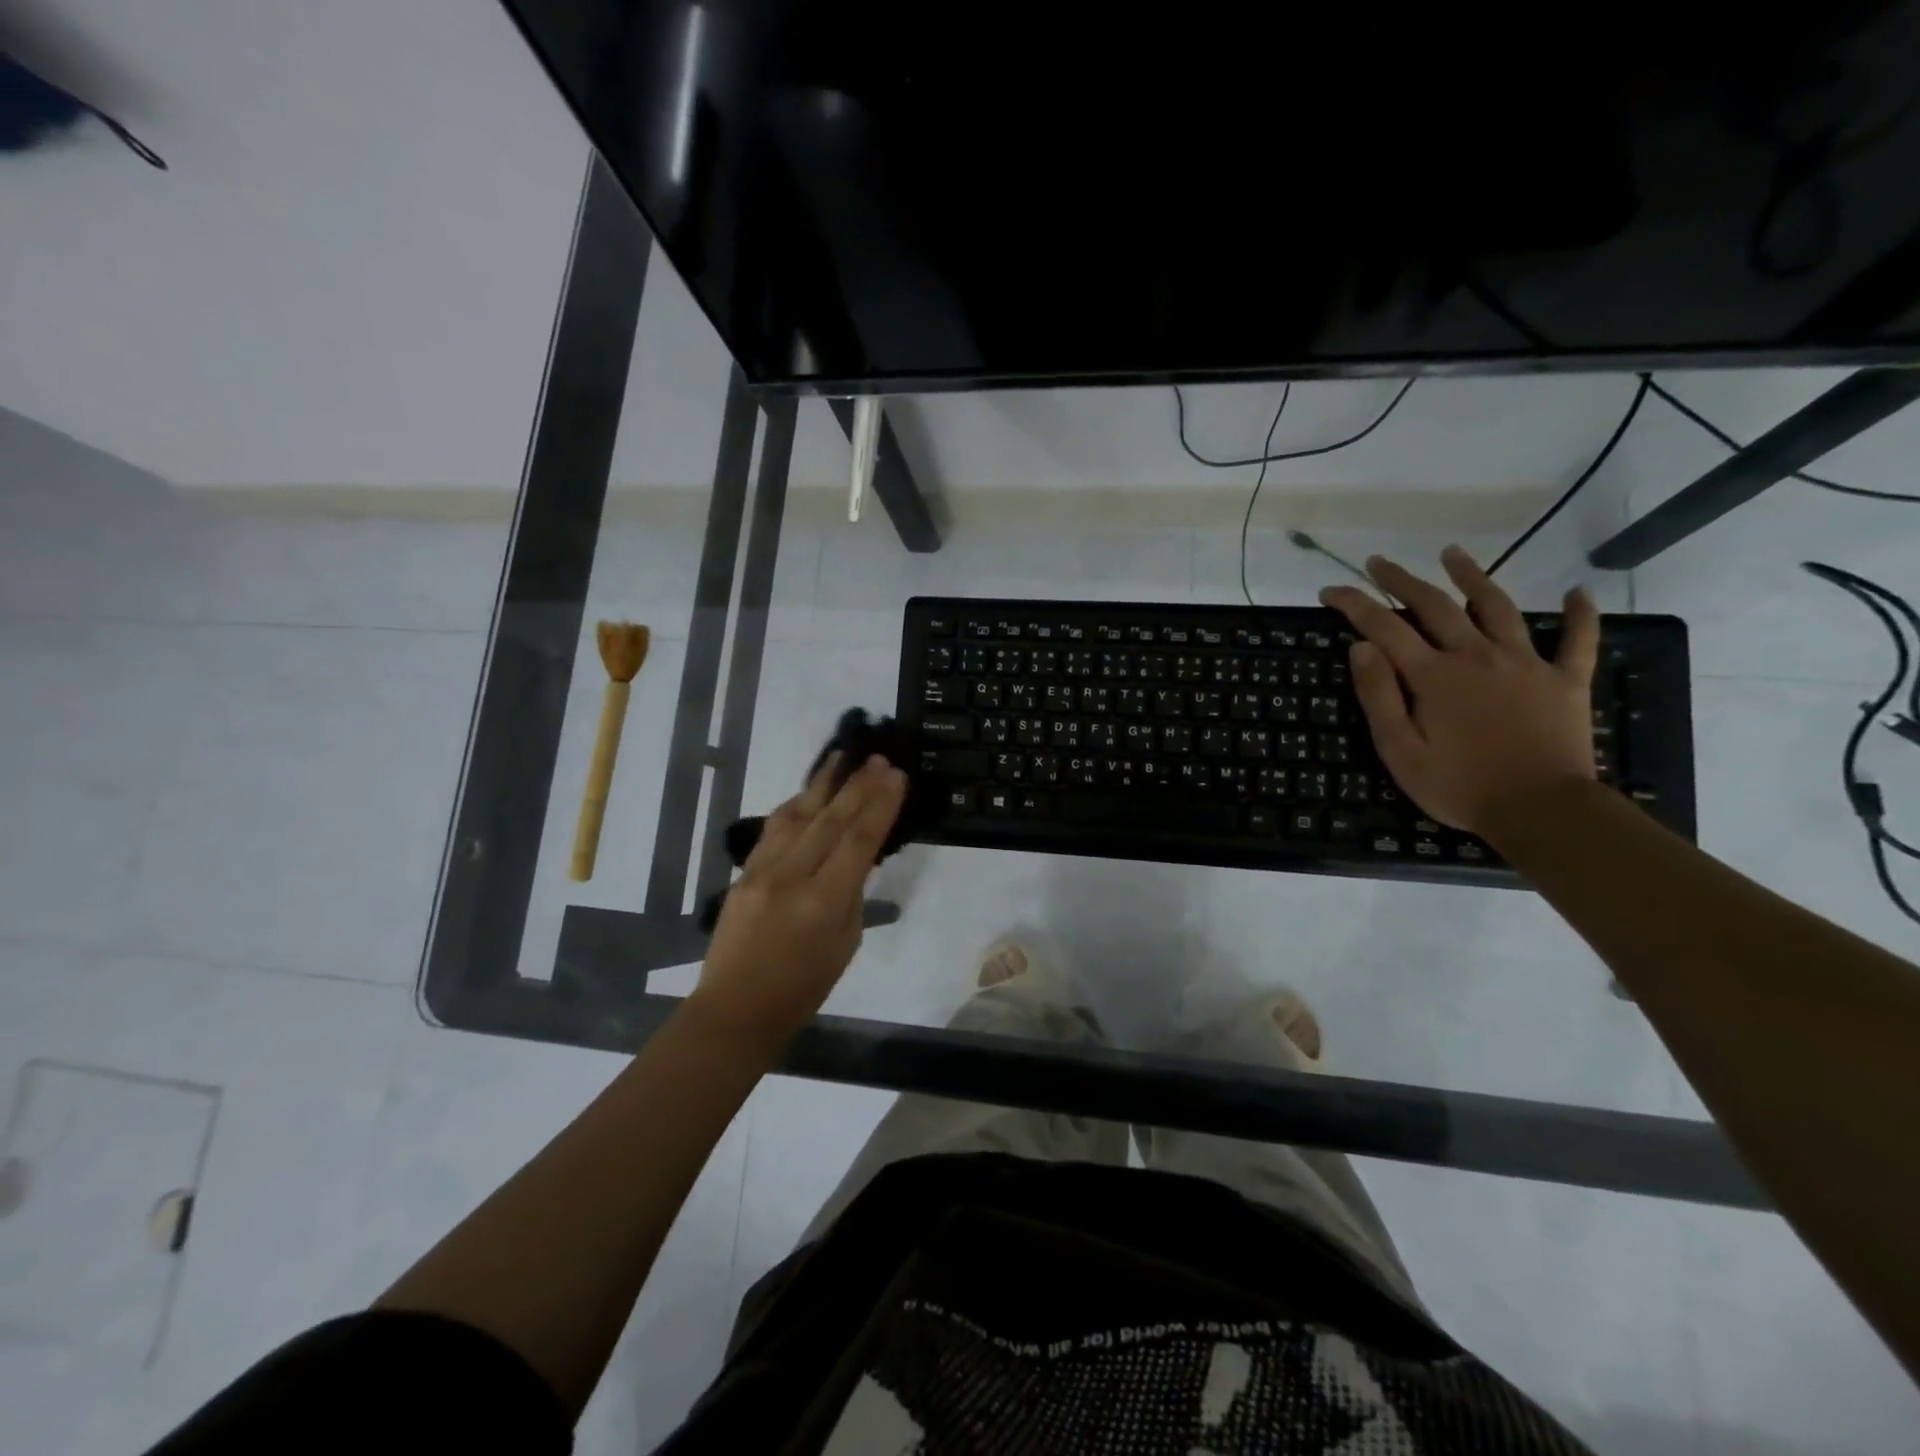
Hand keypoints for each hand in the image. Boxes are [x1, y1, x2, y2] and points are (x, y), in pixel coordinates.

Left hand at [693, 754, 907, 1042]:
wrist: (735, 1009)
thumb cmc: (802, 989)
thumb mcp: (844, 943)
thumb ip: (851, 894)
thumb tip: (858, 856)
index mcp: (823, 901)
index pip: (858, 840)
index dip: (880, 805)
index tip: (896, 776)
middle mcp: (791, 877)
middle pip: (830, 819)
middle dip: (857, 785)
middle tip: (877, 757)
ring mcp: (762, 871)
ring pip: (797, 815)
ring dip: (823, 784)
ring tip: (842, 757)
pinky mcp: (743, 873)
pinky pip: (773, 829)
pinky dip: (795, 806)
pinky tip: (808, 793)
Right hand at [1319, 546, 1598, 835]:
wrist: (1542, 810)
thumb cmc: (1459, 786)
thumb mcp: (1400, 750)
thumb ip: (1379, 696)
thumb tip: (1361, 647)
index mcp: (1434, 675)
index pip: (1383, 627)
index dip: (1354, 604)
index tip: (1330, 590)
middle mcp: (1477, 656)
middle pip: (1435, 605)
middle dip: (1402, 580)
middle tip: (1379, 562)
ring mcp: (1526, 664)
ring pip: (1498, 607)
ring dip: (1473, 577)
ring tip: (1453, 554)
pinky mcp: (1565, 681)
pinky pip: (1577, 640)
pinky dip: (1579, 614)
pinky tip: (1579, 592)